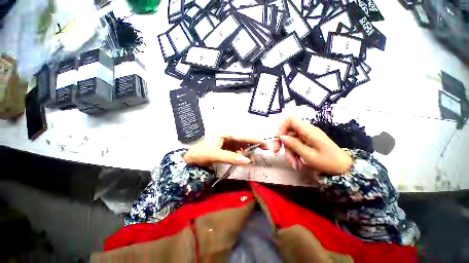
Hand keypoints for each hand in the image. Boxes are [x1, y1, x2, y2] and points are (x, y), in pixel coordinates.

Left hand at [183, 135, 268, 166]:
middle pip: (243, 139)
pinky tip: (244, 158)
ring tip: (252, 159)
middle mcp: (226, 134)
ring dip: (247, 151)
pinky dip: (241, 153)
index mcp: (223, 132)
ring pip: (241, 144)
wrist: (189, 158)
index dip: (253, 139)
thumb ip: (231, 157)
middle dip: (252, 145)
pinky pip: (236, 149)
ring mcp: (226, 140)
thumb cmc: (199, 153)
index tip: (265, 143)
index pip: (241, 135)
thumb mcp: (214, 155)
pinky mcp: (225, 146)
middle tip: (262, 150)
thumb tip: (247, 161)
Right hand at [273, 116, 351, 173]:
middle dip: (282, 143)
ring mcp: (306, 136)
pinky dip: (294, 153)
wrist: (344, 168)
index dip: (282, 127)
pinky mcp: (307, 142)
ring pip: (290, 140)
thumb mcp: (309, 155)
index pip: (290, 119)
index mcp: (308, 130)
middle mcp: (306, 131)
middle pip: (288, 131)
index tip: (279, 139)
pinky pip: (296, 145)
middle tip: (277, 153)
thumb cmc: (328, 162)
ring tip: (294, 164)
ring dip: (289, 152)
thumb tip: (281, 137)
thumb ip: (294, 145)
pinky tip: (297, 162)